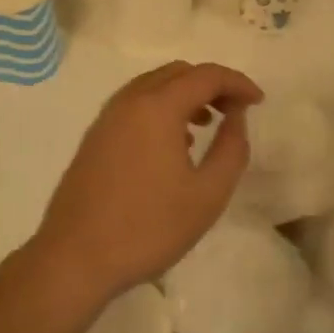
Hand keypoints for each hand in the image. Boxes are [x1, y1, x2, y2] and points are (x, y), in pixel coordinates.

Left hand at [27, 61, 263, 312]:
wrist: (75, 258)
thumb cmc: (149, 227)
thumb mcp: (208, 194)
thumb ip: (231, 148)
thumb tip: (236, 116)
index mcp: (157, 107)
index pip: (206, 75)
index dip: (237, 83)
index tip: (258, 102)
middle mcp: (129, 101)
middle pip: (178, 73)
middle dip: (211, 84)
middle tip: (235, 110)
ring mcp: (107, 118)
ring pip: (153, 87)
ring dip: (185, 95)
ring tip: (208, 124)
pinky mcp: (95, 138)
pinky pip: (135, 105)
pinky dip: (161, 109)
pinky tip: (174, 145)